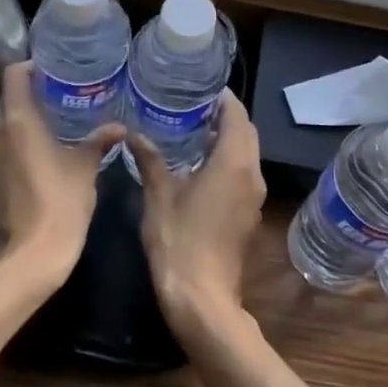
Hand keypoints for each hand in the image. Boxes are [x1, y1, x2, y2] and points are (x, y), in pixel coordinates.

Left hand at [0, 62, 125, 283]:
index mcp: (18, 120)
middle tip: (62, 98)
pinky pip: (2, 151)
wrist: (30, 256)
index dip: (31, 67)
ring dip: (26, 124)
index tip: (52, 69)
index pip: (14, 75)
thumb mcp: (85, 167)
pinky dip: (18, 147)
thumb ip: (98, 141)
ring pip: (5, 127)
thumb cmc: (61, 202)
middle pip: (10, 100)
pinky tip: (41, 157)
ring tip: (55, 127)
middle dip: (34, 97)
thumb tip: (119, 127)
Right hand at [133, 90, 265, 335]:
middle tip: (192, 106)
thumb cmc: (179, 240)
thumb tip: (134, 133)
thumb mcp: (158, 195)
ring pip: (247, 154)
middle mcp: (252, 174)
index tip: (199, 87)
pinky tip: (199, 165)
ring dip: (227, 139)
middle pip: (246, 132)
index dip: (222, 98)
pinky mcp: (249, 215)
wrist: (202, 299)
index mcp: (234, 162)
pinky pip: (243, 174)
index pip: (237, 114)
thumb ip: (149, 159)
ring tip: (192, 130)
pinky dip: (228, 161)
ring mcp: (254, 197)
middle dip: (225, 116)